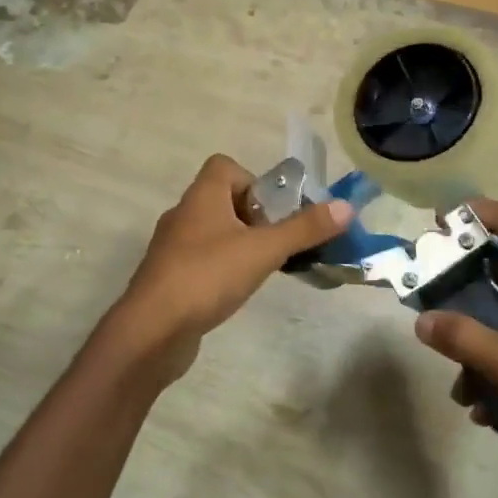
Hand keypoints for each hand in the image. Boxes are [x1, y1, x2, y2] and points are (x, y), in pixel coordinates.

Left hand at [98, 155, 352, 386]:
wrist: (151, 331)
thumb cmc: (207, 276)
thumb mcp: (263, 250)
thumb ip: (304, 229)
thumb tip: (346, 206)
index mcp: (202, 196)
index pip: (224, 166)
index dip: (253, 181)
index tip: (273, 211)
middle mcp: (183, 214)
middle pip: (222, 199)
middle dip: (253, 218)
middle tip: (274, 243)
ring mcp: (172, 248)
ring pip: (212, 232)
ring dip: (238, 244)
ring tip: (261, 269)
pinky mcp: (168, 278)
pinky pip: (200, 261)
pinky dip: (220, 269)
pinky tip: (233, 292)